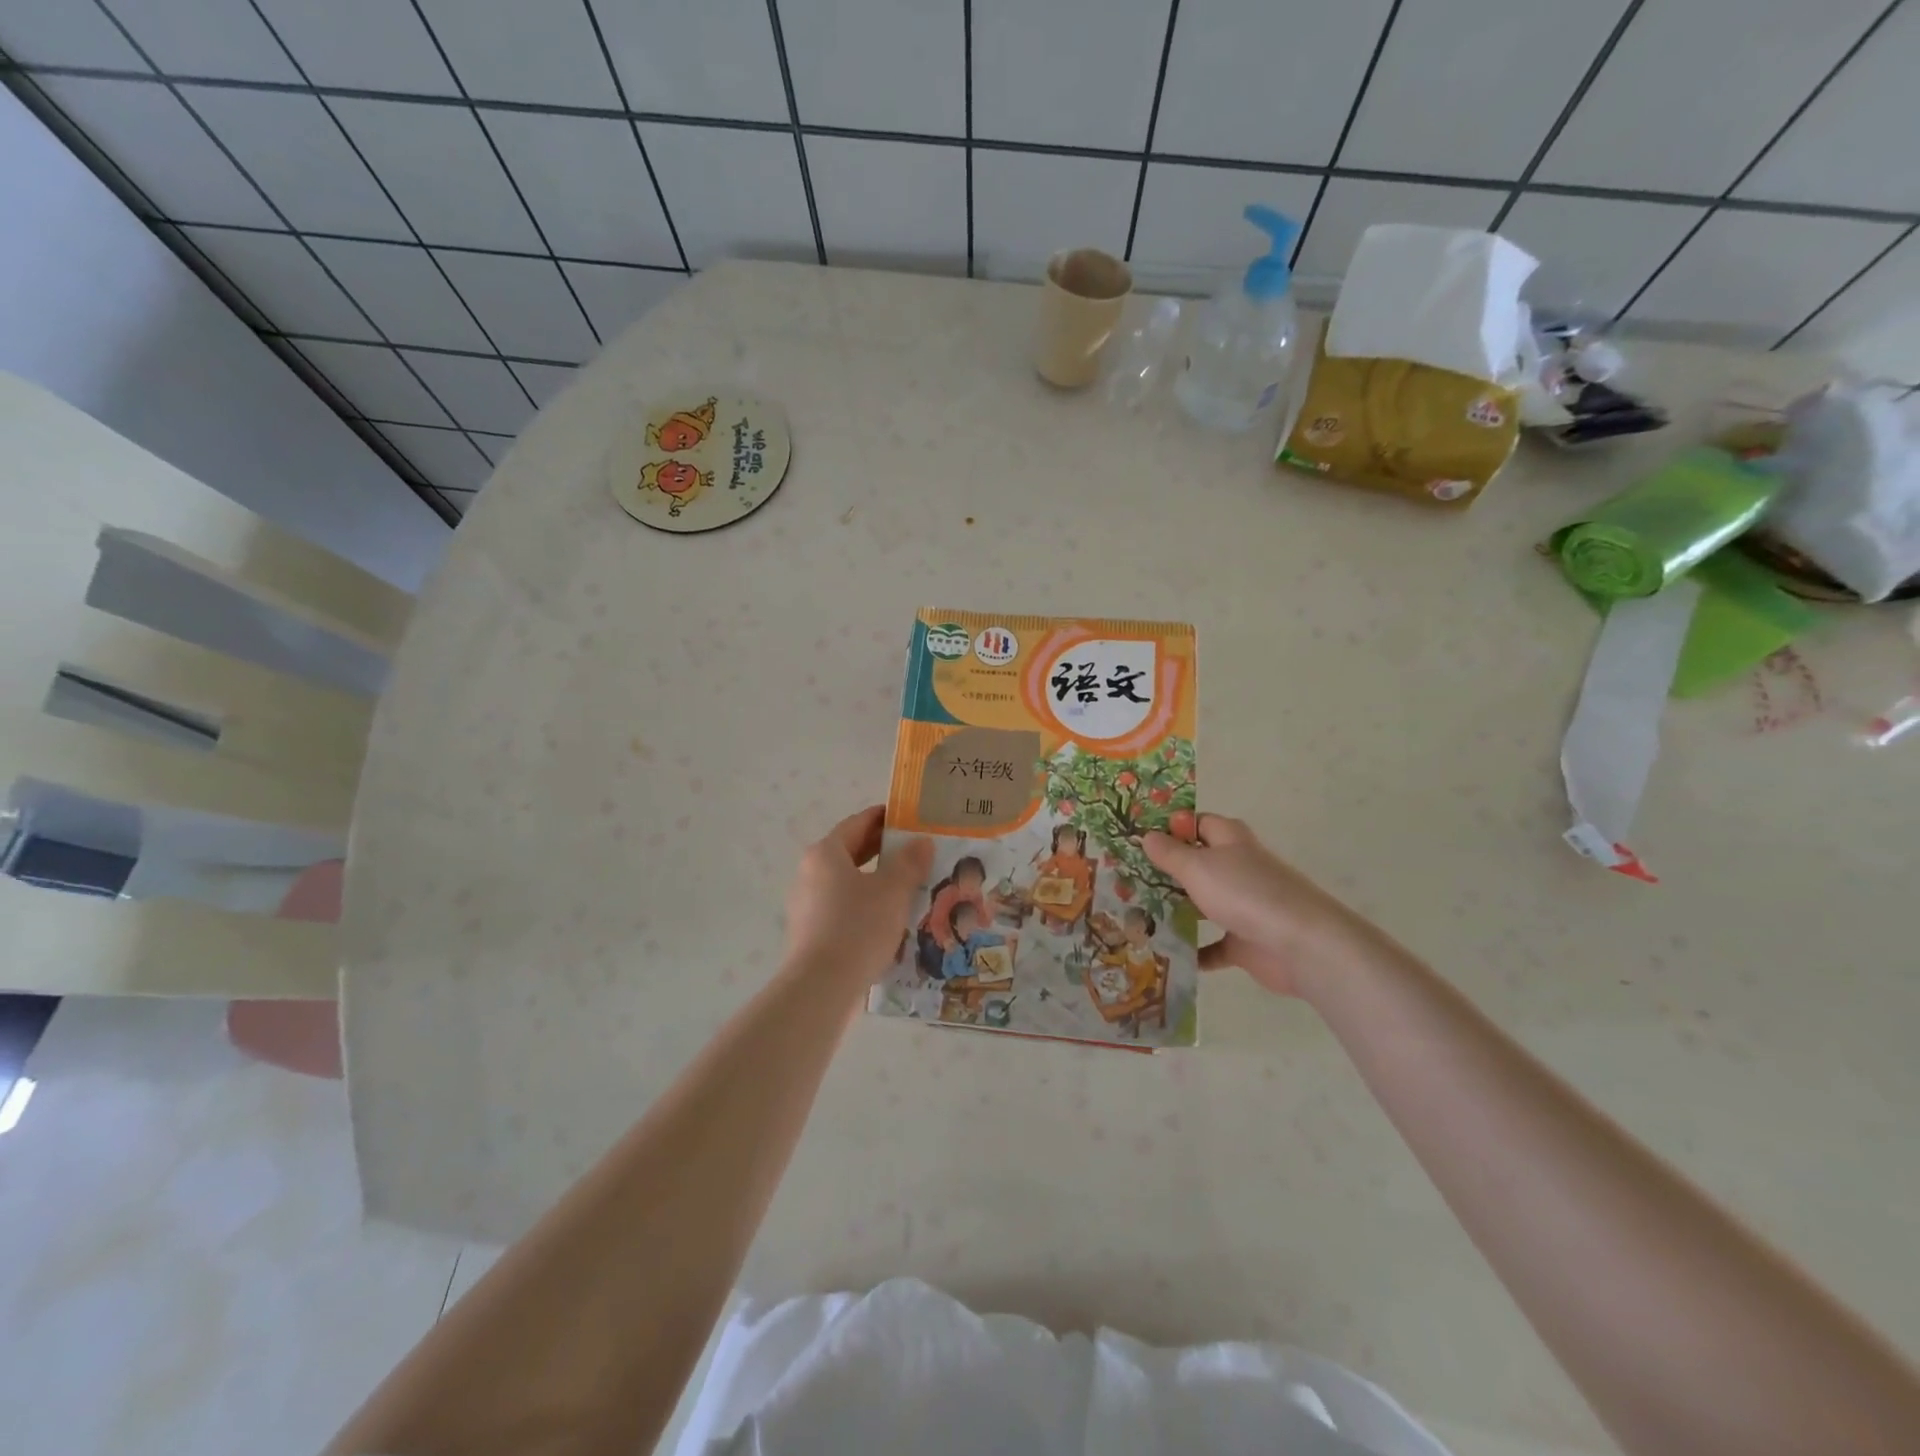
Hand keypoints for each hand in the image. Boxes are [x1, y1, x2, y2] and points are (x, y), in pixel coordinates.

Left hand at [783, 806, 932, 986]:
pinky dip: (864, 905)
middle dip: (882, 850)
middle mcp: (810, 872)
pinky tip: (887, 919)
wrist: (821, 987)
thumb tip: (921, 842)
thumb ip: (909, 863)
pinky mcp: (810, 932)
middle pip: (850, 851)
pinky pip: (842, 907)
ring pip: (847, 881)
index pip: (858, 823)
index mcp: (826, 853)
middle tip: (916, 851)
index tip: (909, 818)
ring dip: (875, 880)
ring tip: (908, 887)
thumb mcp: (893, 891)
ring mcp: (806, 904)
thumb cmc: (858, 927)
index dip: (884, 818)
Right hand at [1143, 814, 1365, 998]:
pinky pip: (1211, 945)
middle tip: (1123, 878)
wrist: (1301, 945)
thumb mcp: (1198, 867)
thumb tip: (1147, 835)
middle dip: (1164, 872)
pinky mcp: (1245, 940)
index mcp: (1229, 840)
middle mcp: (1236, 867)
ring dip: (1175, 911)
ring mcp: (1242, 905)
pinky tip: (1163, 954)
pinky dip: (1193, 951)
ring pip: (1201, 903)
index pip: (1195, 823)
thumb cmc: (1245, 893)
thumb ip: (1170, 853)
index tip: (1134, 837)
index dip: (1168, 827)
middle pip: (1196, 864)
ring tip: (1134, 915)